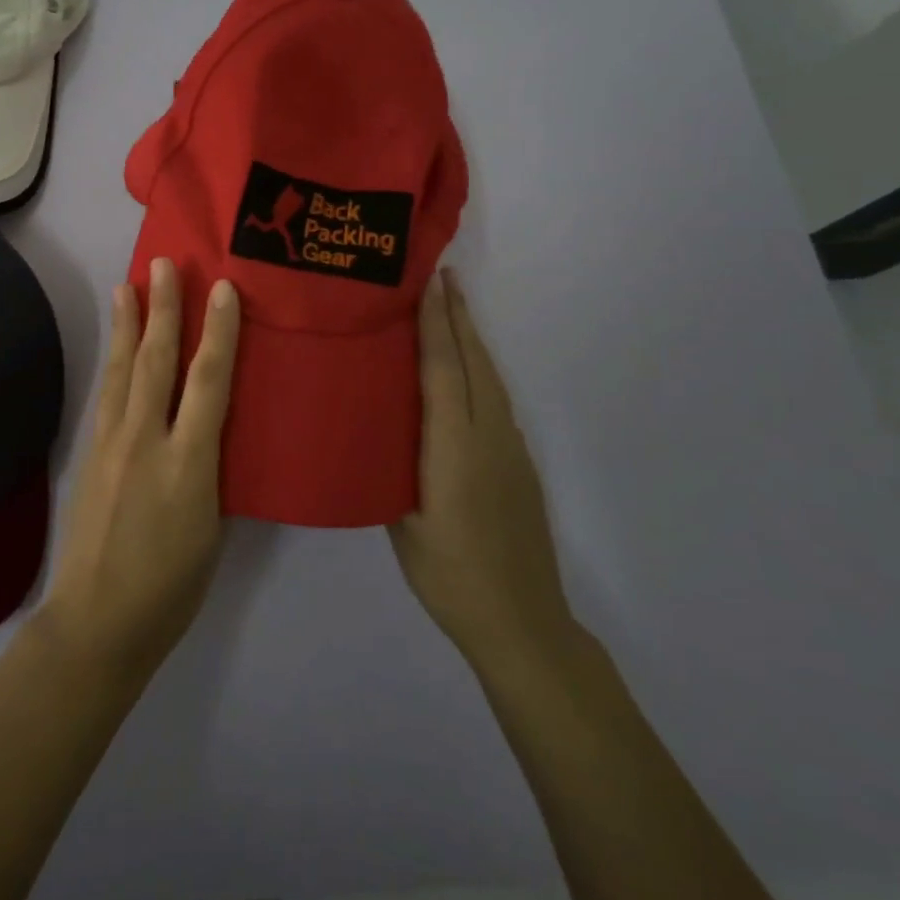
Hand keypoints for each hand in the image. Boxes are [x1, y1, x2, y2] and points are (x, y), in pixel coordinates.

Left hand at [39, 258, 241, 678]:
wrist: (98, 620)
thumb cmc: (171, 586)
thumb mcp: (212, 528)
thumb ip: (210, 471)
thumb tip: (208, 433)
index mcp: (189, 464)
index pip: (209, 383)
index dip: (219, 333)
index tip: (223, 290)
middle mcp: (146, 442)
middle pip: (156, 362)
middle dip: (163, 310)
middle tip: (163, 264)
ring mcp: (112, 445)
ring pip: (122, 371)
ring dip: (127, 325)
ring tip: (127, 286)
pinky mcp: (90, 454)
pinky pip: (106, 395)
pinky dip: (112, 362)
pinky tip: (114, 348)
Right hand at [390, 269, 579, 678]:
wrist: (522, 622)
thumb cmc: (450, 575)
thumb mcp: (402, 523)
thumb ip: (393, 469)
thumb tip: (377, 432)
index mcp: (454, 446)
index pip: (443, 370)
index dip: (435, 324)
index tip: (429, 284)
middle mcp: (488, 435)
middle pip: (474, 363)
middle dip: (458, 317)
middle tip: (443, 277)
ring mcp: (510, 449)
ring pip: (490, 379)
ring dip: (471, 341)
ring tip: (453, 311)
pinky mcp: (519, 464)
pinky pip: (496, 401)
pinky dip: (479, 371)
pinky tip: (466, 373)